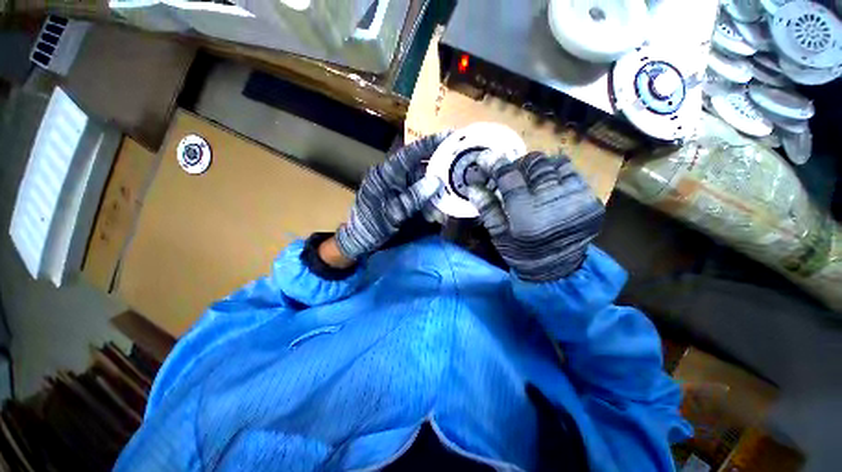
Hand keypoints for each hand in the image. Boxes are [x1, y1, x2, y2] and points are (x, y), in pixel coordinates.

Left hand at [335, 132, 450, 260]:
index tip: (450, 135)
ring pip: (423, 182)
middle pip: (420, 166)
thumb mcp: (393, 213)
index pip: (410, 154)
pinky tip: (436, 214)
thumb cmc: (371, 226)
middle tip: (459, 169)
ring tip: (448, 202)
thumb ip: (414, 197)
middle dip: (440, 170)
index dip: (430, 143)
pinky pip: (420, 193)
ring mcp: (398, 186)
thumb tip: (436, 181)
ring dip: (436, 192)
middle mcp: (393, 176)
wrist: (360, 240)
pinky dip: (429, 202)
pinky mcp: (401, 195)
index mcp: (386, 174)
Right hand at [468, 152, 604, 280]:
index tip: (486, 157)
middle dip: (518, 164)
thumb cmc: (521, 253)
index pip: (509, 178)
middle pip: (534, 164)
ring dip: (538, 168)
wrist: (557, 270)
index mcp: (526, 216)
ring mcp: (577, 201)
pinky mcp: (592, 201)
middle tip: (511, 172)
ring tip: (531, 179)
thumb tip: (473, 185)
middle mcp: (554, 204)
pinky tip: (550, 184)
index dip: (495, 164)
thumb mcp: (498, 235)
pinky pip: (573, 173)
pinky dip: (557, 174)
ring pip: (554, 164)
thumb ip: (486, 208)